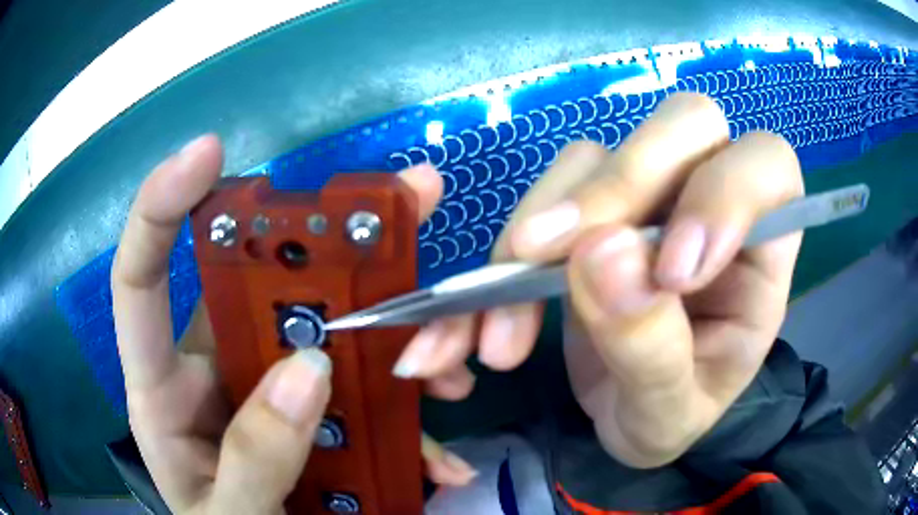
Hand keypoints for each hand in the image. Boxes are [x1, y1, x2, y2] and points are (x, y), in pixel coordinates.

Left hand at [111, 136, 473, 513]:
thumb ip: (252, 459)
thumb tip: (307, 370)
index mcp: (164, 395)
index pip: (140, 281)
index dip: (162, 208)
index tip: (208, 153)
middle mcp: (212, 375)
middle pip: (257, 288)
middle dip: (325, 248)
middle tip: (403, 206)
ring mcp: (265, 392)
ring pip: (323, 337)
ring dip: (389, 342)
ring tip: (447, 364)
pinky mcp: (311, 418)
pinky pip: (359, 397)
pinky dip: (405, 419)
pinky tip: (440, 455)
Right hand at [393, 93, 803, 467]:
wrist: (629, 418)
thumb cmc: (671, 416)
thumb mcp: (669, 412)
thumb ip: (651, 347)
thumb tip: (600, 255)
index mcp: (763, 250)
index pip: (767, 167)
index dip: (724, 193)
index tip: (671, 275)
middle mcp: (709, 201)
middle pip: (684, 125)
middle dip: (622, 184)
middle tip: (555, 258)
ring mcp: (647, 198)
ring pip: (596, 155)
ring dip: (541, 229)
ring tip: (505, 320)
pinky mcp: (590, 209)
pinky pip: (547, 193)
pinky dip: (508, 248)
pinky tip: (486, 310)